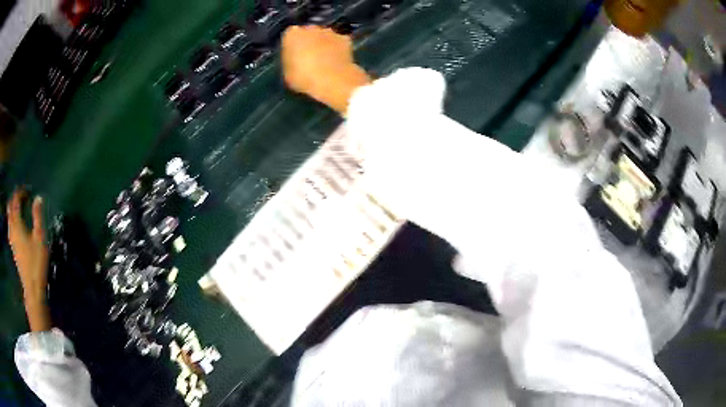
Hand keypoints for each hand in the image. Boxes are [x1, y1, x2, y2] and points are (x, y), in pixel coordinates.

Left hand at [7, 189, 50, 330]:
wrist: (32, 288)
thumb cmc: (36, 262)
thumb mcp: (40, 238)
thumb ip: (38, 216)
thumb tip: (38, 197)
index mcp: (17, 222)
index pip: (16, 200)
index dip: (21, 192)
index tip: (28, 191)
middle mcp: (12, 228)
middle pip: (10, 206)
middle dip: (15, 198)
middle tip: (22, 197)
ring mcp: (11, 239)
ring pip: (9, 217)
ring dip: (13, 208)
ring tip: (20, 208)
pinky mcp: (13, 247)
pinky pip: (10, 226)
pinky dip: (12, 219)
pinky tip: (17, 224)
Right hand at [282, 25, 370, 113]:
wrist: (333, 80)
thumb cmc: (304, 78)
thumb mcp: (288, 73)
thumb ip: (290, 61)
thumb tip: (295, 60)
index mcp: (292, 34)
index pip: (290, 36)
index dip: (292, 47)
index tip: (294, 57)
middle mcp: (311, 28)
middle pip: (308, 33)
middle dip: (309, 42)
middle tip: (310, 58)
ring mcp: (330, 31)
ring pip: (324, 36)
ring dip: (324, 44)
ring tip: (325, 60)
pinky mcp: (345, 39)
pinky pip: (339, 42)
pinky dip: (338, 48)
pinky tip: (338, 60)